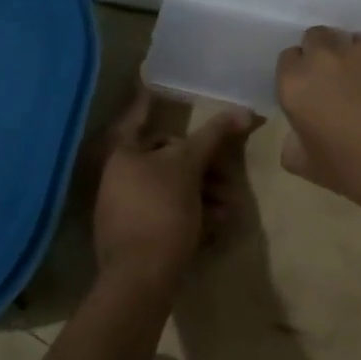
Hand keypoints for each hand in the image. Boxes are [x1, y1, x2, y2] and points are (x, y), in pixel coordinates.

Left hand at [94, 89, 257, 287]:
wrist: (140, 280)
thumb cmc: (161, 210)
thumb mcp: (189, 166)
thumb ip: (212, 136)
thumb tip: (241, 111)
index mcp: (122, 154)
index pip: (138, 115)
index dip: (148, 98)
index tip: (153, 80)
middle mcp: (118, 176)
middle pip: (166, 156)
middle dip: (202, 165)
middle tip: (228, 176)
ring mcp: (125, 208)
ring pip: (172, 187)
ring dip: (204, 193)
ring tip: (227, 209)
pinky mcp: (137, 236)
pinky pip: (168, 213)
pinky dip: (192, 214)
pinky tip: (215, 226)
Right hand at [274, 27, 360, 221]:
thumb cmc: (359, 173)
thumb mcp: (310, 168)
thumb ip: (293, 143)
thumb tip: (298, 132)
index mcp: (297, 83)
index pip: (288, 59)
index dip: (300, 75)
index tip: (312, 93)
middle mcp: (327, 57)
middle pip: (317, 39)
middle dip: (323, 55)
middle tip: (338, 84)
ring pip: (351, 41)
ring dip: (353, 57)